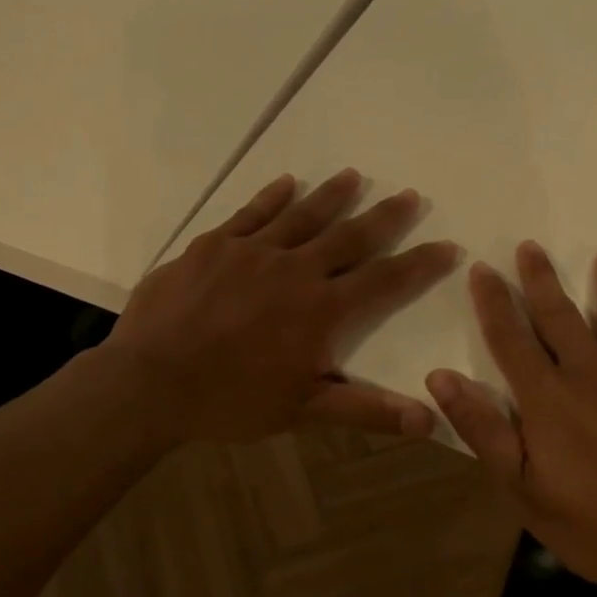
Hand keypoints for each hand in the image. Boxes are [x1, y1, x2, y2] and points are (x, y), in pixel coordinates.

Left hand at [101, 169, 458, 442]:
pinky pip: (251, 213)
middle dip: (384, 217)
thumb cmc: (230, 400)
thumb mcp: (302, 410)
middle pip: (350, 236)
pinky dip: (272, 196)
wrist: (150, 382)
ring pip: (303, 215)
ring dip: (333, 195)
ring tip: (355, 176)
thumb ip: (365, 409)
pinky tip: (287, 183)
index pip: (384, 280)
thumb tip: (428, 420)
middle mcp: (294, 270)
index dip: (419, 264)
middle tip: (408, 196)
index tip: (446, 245)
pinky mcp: (214, 244)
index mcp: (321, 310)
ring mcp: (252, 251)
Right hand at [426, 242, 596, 596]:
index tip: (482, 268)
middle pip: (561, 318)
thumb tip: (439, 378)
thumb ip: (482, 430)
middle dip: (541, 280)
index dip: (494, 302)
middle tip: (530, 246)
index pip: (511, 339)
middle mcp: (593, 377)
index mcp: (548, 400)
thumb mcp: (523, 489)